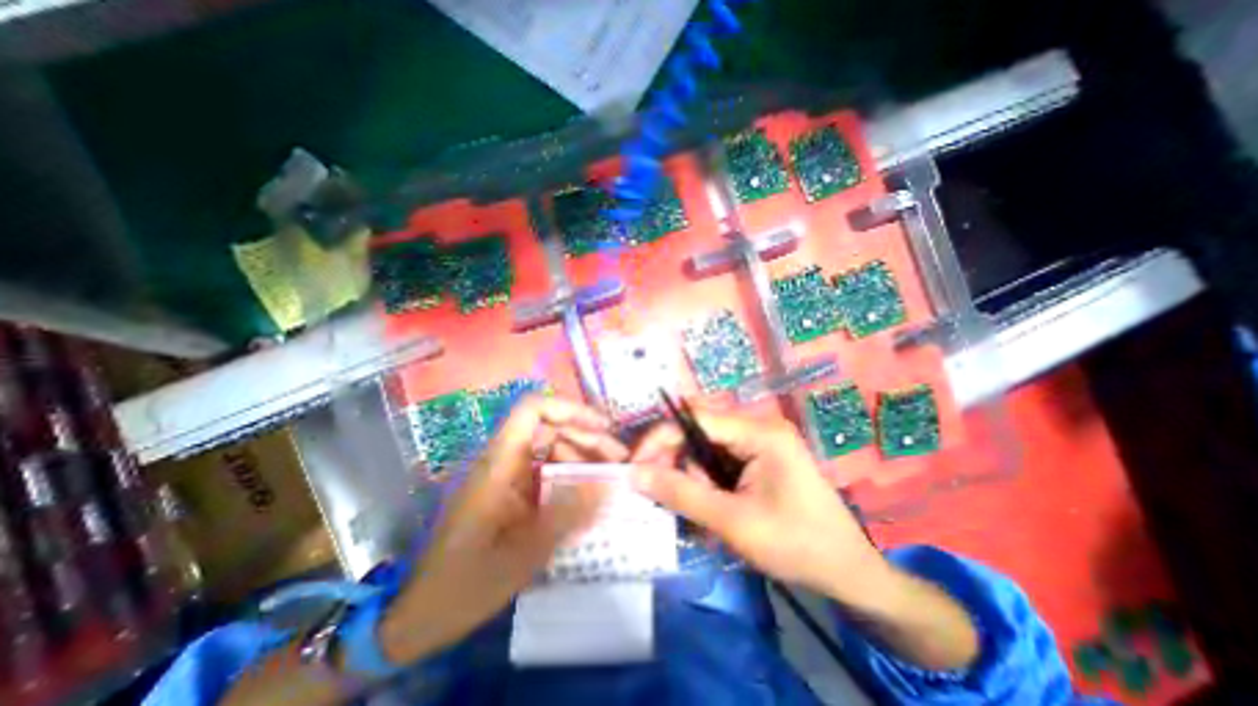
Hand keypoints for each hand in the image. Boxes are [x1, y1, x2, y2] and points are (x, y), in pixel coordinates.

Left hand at [377, 401, 624, 665]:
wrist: (423, 616)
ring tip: (609, 479)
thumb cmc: (466, 584)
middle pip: (550, 428)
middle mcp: (503, 461)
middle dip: (587, 438)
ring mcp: (507, 475)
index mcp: (499, 464)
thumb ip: (569, 515)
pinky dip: (570, 476)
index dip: (570, 409)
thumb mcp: (524, 553)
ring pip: (551, 449)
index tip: (603, 428)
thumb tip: (611, 485)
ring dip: (581, 457)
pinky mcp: (511, 491)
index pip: (533, 410)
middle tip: (618, 460)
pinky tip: (587, 495)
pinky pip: (546, 471)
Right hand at [625, 410, 881, 603]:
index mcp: (759, 431)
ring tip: (701, 513)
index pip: (695, 418)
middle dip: (677, 461)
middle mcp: (759, 426)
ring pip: (705, 447)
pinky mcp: (760, 457)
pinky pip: (719, 459)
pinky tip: (713, 508)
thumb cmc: (797, 545)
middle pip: (699, 431)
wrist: (850, 573)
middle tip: (664, 496)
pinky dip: (706, 481)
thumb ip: (681, 494)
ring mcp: (760, 441)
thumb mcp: (733, 522)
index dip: (660, 438)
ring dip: (693, 476)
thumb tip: (634, 473)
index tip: (636, 466)